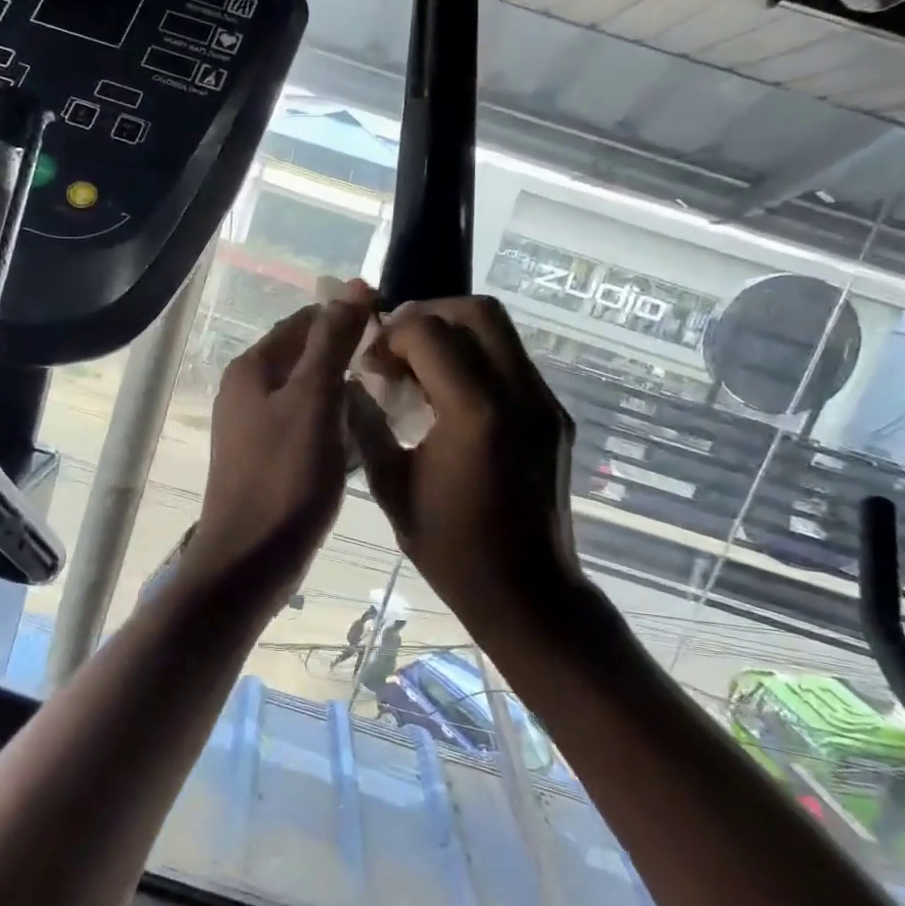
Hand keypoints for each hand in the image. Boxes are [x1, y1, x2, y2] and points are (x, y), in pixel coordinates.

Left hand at [184, 284, 374, 593]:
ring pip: (308, 391)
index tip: (395, 327)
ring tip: (390, 396)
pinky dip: (334, 421)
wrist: (250, 561)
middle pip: (305, 355)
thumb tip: (352, 285)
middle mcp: (247, 389)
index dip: (348, 317)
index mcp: (253, 367)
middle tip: (399, 365)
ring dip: (344, 389)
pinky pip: (306, 423)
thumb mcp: (314, 400)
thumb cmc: (285, 477)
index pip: (306, 320)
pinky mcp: (266, 457)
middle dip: (349, 354)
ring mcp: (254, 426)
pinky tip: (363, 434)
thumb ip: (332, 341)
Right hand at [348, 296, 591, 633]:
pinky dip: (478, 359)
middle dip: (429, 315)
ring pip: (501, 331)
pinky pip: (513, 361)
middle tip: (399, 348)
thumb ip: (367, 424)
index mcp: (474, 413)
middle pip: (478, 311)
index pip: (430, 331)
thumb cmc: (452, 549)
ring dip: (455, 334)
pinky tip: (453, 396)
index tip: (373, 362)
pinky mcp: (555, 415)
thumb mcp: (391, 486)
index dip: (392, 334)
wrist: (529, 594)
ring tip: (422, 368)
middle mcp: (519, 394)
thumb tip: (349, 383)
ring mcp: (545, 402)